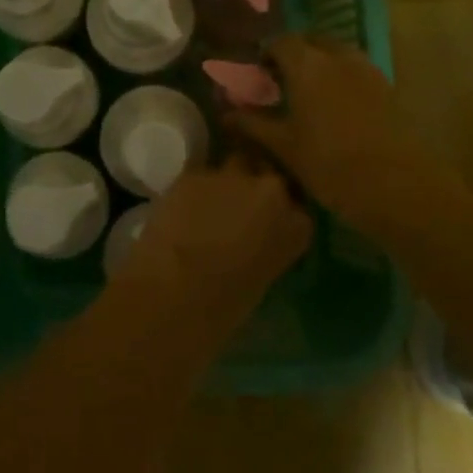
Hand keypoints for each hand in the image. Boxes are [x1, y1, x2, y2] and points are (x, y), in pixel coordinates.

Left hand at [114, 155, 312, 323]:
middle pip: (267, 174)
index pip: (297, 207)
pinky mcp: (194, 171)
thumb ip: (266, 249)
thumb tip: (251, 242)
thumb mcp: (262, 279)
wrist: (175, 293)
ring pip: (233, 165)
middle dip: (254, 186)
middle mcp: (271, 190)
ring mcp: (232, 176)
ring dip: (224, 182)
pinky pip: (198, 174)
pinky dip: (193, 188)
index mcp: (297, 225)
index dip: (278, 213)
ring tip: (206, 205)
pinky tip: (180, 207)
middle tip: (236, 208)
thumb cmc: (223, 308)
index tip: (265, 224)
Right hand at [229, 35, 464, 238]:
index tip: (257, 76)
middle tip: (281, 83)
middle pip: (311, 42)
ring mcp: (366, 69)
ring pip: (336, 54)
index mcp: (307, 64)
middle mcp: (337, 56)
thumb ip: (253, 124)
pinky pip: (356, 70)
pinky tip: (335, 108)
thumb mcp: (283, 146)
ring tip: (308, 96)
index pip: (280, 42)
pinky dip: (341, 78)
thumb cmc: (329, 163)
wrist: (396, 185)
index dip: (266, 55)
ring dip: (320, 65)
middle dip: (294, 55)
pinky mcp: (387, 87)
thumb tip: (226, 113)